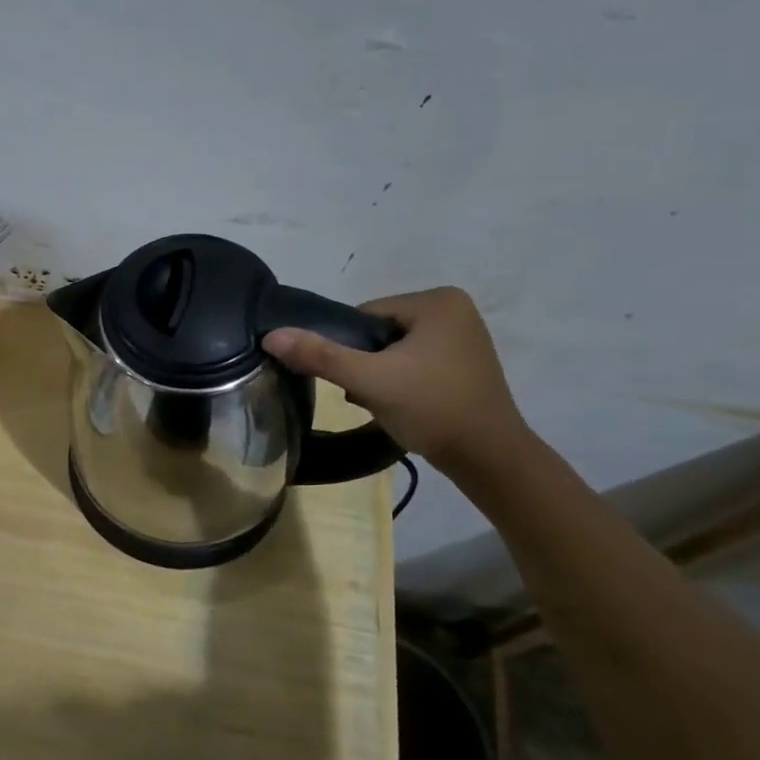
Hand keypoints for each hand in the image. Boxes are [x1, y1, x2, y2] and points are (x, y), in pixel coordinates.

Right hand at [263, 287, 527, 469]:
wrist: (488, 458)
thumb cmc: (431, 408)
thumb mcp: (369, 380)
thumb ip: (320, 355)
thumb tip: (271, 335)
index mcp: (437, 300)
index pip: (364, 315)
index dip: (349, 348)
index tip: (356, 380)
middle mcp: (455, 309)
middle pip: (378, 333)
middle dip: (365, 364)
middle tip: (368, 395)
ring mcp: (462, 337)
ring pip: (393, 350)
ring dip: (379, 375)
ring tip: (386, 403)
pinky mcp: (464, 363)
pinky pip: (414, 363)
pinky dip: (400, 382)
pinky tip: (402, 405)